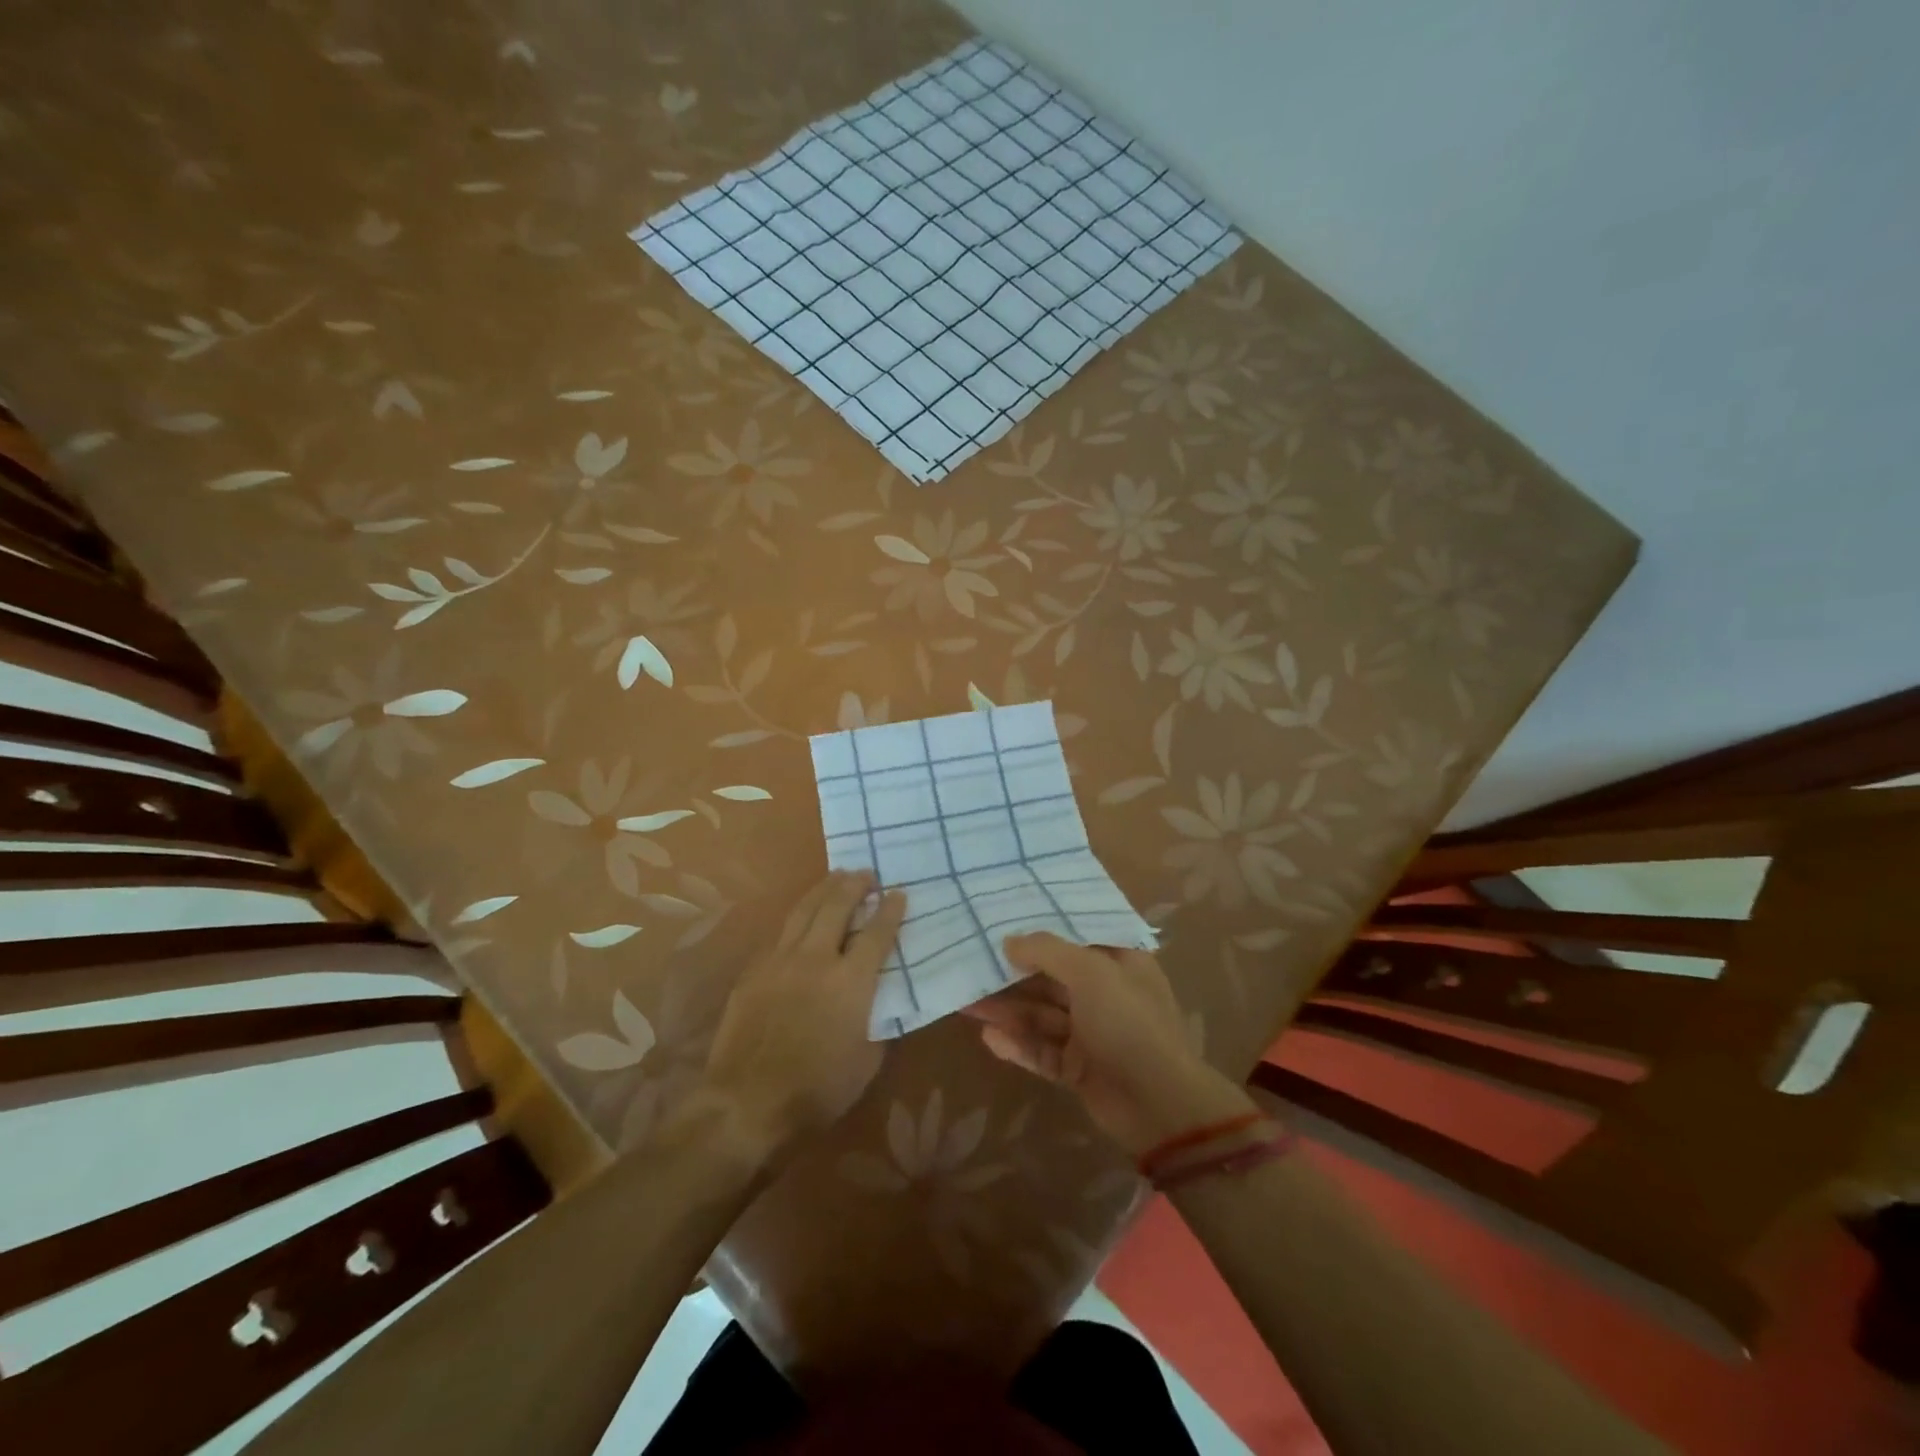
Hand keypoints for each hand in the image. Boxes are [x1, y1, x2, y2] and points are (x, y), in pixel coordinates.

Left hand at [704, 870, 905, 1155]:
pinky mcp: (754, 970)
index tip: (898, 893)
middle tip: (866, 873)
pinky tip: (801, 915)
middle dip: (855, 885)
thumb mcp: (867, 1061)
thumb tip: (880, 1001)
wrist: (747, 1101)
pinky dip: (798, 916)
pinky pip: (781, 933)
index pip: (876, 933)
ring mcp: (781, 960)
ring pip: (804, 910)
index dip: (890, 911)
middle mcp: (816, 958)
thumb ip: (877, 1021)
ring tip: (836, 876)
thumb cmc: (817, 1088)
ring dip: (824, 889)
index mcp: (851, 981)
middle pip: (837, 907)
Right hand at [963, 932, 1254, 1156]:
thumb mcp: (1090, 973)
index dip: (1041, 928)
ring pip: (1041, 1015)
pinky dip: (1018, 1045)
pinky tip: (989, 1038)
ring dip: (1007, 1010)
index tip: (1003, 919)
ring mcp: (1092, 1033)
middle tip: (972, 964)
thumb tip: (1009, 940)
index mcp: (1119, 962)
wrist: (1159, 1105)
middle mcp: (1105, 993)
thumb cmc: (1129, 1023)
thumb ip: (1047, 951)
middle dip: (1012, 974)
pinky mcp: (1079, 1068)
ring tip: (966, 1003)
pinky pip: (1042, 1051)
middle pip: (1051, 977)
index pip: (1076, 936)